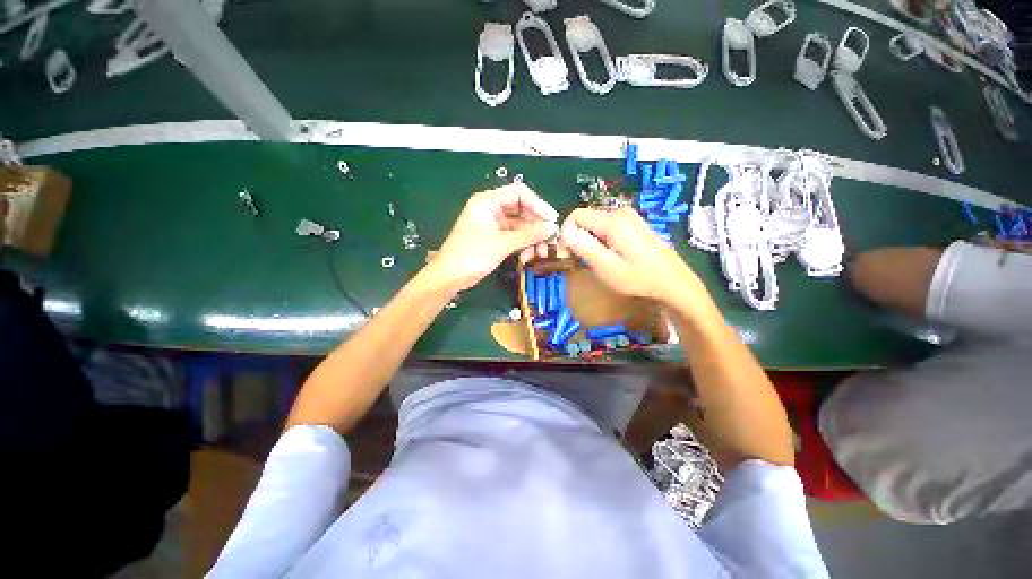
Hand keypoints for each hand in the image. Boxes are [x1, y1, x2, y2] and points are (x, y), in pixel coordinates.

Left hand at [430, 183, 558, 291]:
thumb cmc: (471, 256)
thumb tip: (552, 227)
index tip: (551, 220)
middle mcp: (492, 210)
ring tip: (540, 252)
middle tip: (550, 239)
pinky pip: (515, 237)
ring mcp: (494, 224)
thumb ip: (528, 234)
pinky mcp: (495, 238)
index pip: (519, 194)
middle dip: (536, 225)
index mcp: (488, 202)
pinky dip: (524, 245)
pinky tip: (529, 256)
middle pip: (522, 210)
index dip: (538, 205)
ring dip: (532, 238)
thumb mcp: (502, 244)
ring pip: (520, 226)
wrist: (449, 278)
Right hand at [560, 207, 700, 303]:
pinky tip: (605, 256)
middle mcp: (620, 213)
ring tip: (591, 261)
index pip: (576, 215)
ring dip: (587, 240)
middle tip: (577, 261)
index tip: (566, 254)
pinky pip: (606, 227)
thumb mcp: (608, 268)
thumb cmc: (639, 278)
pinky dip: (598, 240)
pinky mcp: (632, 224)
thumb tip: (565, 233)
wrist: (673, 282)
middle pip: (585, 219)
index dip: (566, 233)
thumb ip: (585, 248)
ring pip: (594, 224)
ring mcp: (628, 217)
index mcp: (613, 221)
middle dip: (576, 238)